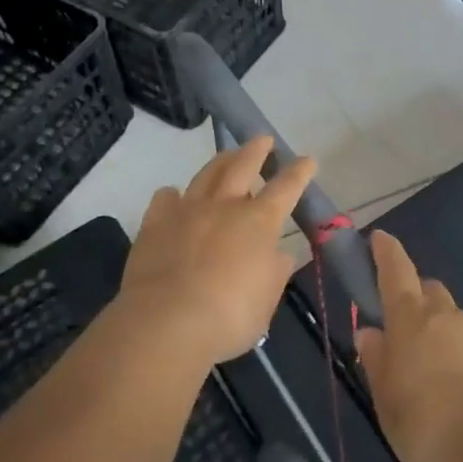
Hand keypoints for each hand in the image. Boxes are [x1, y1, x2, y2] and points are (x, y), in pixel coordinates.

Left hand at [115, 137, 315, 367]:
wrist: (166, 322)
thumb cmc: (228, 317)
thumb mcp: (266, 301)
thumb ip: (275, 272)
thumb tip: (280, 254)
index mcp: (258, 222)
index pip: (286, 188)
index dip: (299, 172)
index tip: (307, 159)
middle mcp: (224, 206)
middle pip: (243, 165)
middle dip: (256, 149)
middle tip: (263, 139)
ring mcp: (187, 210)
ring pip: (206, 174)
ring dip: (220, 161)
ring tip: (227, 155)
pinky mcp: (155, 223)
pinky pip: (165, 198)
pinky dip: (173, 194)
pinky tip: (174, 197)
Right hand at [354, 231, 462, 461]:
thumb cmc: (428, 420)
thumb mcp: (386, 400)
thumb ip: (377, 362)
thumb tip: (369, 333)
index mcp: (410, 317)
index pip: (396, 270)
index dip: (386, 252)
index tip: (380, 237)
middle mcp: (445, 314)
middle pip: (428, 291)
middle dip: (416, 300)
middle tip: (406, 331)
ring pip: (453, 321)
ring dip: (441, 335)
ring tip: (436, 376)